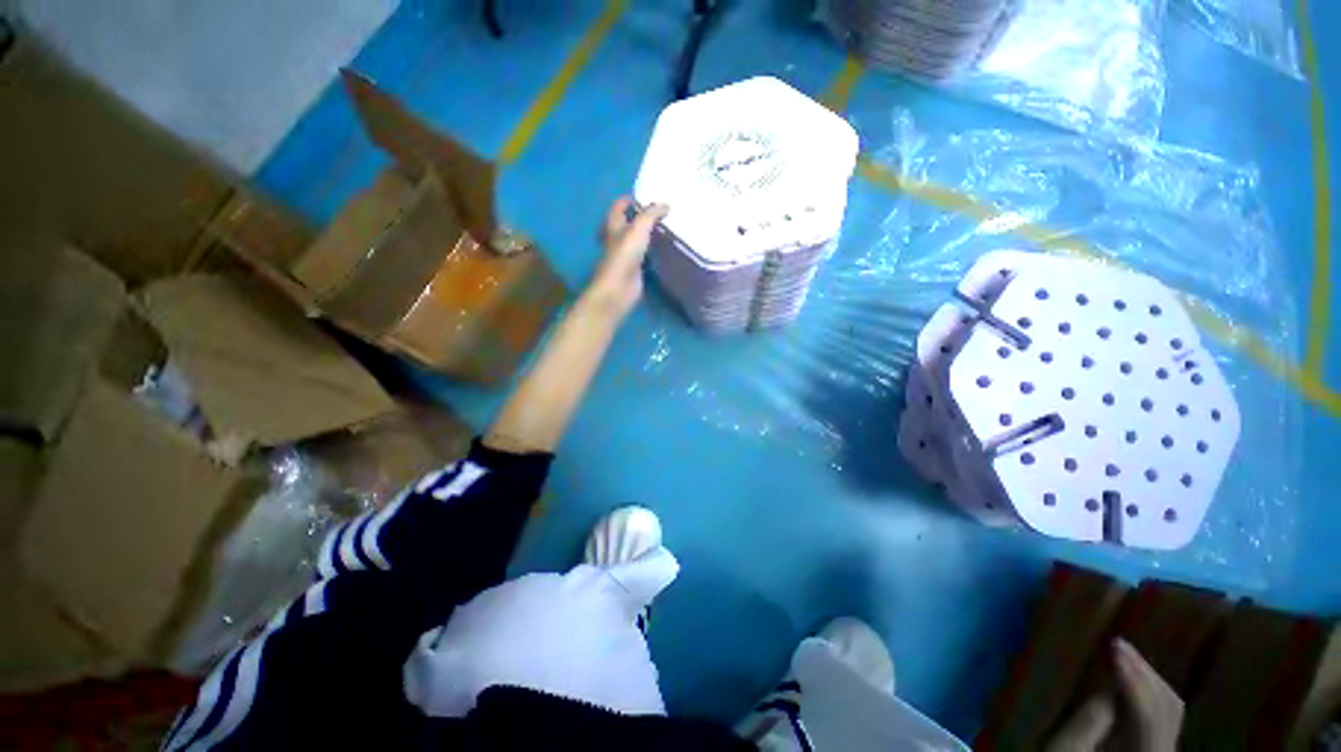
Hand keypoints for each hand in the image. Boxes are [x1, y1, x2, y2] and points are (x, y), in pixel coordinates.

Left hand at [584, 198, 668, 318]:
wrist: (619, 288)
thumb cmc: (624, 256)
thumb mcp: (638, 229)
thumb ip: (651, 215)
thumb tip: (666, 204)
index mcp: (614, 226)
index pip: (618, 207)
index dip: (629, 200)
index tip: (647, 196)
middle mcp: (618, 239)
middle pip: (627, 223)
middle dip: (641, 217)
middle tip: (661, 213)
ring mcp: (626, 256)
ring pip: (637, 241)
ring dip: (648, 235)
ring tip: (668, 228)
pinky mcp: (635, 270)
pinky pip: (645, 257)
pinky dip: (654, 252)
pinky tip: (666, 250)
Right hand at [1046, 639, 1183, 751]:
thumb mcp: (1065, 750)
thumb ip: (1089, 721)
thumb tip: (1109, 686)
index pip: (1149, 712)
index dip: (1133, 677)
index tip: (1113, 645)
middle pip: (1169, 708)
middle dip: (1145, 673)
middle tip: (1118, 644)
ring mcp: (1163, 751)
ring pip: (1171, 710)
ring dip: (1150, 680)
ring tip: (1124, 655)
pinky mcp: (1157, 748)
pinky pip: (1165, 716)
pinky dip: (1150, 692)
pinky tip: (1133, 678)